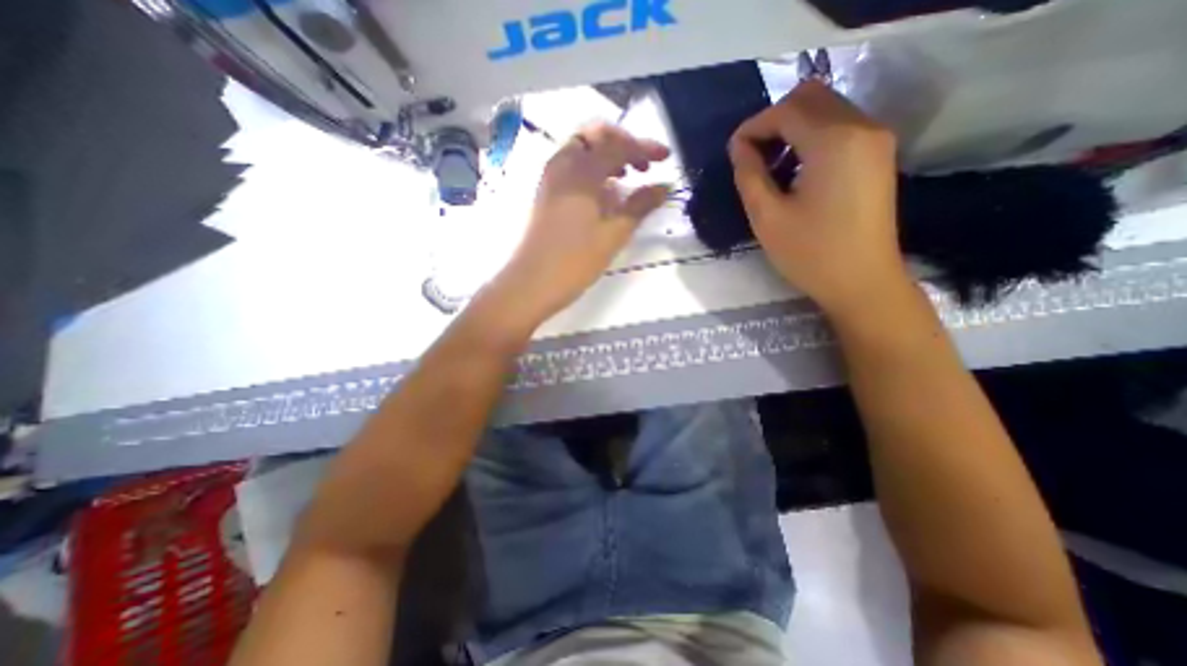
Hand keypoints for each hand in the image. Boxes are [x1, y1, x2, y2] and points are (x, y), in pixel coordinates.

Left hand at [490, 120, 665, 327]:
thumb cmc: (574, 261)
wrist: (531, 284)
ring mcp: (550, 180)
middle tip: (643, 165)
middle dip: (622, 144)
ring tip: (627, 179)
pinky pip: (571, 171)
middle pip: (594, 137)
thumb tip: (665, 186)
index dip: (645, 147)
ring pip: (581, 152)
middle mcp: (562, 166)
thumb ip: (640, 206)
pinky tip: (604, 196)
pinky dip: (591, 173)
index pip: (617, 145)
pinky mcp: (546, 196)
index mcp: (580, 171)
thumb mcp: (613, 234)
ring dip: (606, 157)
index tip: (667, 157)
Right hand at [733, 77, 909, 317]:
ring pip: (826, 108)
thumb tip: (738, 147)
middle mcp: (862, 127)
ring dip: (792, 129)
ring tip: (771, 168)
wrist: (862, 282)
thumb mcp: (767, 217)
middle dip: (773, 121)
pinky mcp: (878, 154)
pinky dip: (811, 138)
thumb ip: (749, 175)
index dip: (752, 127)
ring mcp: (875, 139)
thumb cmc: (810, 254)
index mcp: (834, 141)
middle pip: (810, 97)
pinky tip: (796, 172)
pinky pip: (840, 127)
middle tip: (752, 157)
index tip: (732, 153)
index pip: (786, 110)